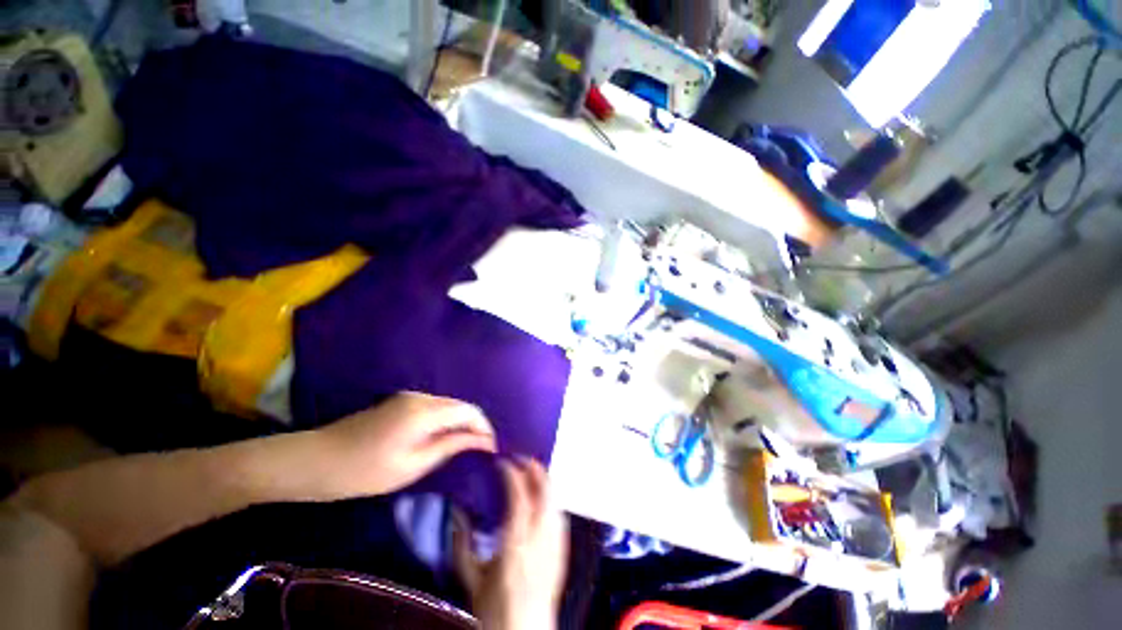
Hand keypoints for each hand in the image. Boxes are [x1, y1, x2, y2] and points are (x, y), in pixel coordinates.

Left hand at [311, 392, 496, 500]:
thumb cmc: (365, 471)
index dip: (484, 428)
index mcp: (425, 411)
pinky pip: (434, 408)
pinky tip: (443, 437)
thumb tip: (482, 441)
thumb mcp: (413, 464)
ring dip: (460, 423)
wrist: (316, 460)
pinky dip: (445, 421)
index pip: (469, 411)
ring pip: (448, 406)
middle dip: (475, 425)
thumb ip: (451, 446)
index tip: (492, 448)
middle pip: (460, 406)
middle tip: (481, 449)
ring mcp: (410, 397)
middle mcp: (422, 397)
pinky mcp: (401, 402)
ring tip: (466, 445)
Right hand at [454, 458, 568, 629]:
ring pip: (555, 499)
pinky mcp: (562, 549)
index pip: (518, 496)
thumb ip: (461, 543)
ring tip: (532, 471)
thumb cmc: (495, 609)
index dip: (512, 473)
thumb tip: (456, 513)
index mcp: (515, 544)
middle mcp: (539, 538)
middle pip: (544, 491)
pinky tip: (543, 496)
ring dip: (544, 480)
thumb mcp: (471, 577)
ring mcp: (555, 543)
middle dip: (534, 469)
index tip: (502, 462)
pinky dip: (551, 498)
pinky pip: (559, 514)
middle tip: (522, 458)